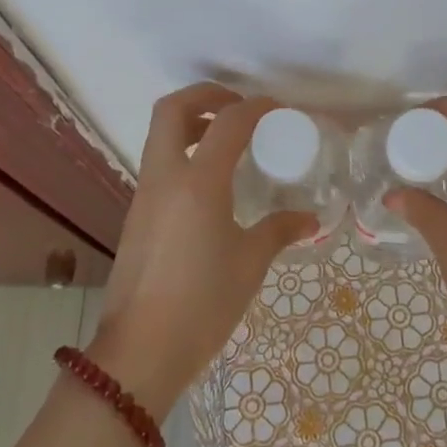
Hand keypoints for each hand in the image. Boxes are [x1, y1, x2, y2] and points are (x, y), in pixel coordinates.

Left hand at [87, 84, 316, 418]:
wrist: (141, 351)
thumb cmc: (202, 303)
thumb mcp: (250, 264)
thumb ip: (279, 231)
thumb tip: (309, 220)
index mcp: (198, 182)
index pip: (228, 123)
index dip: (256, 107)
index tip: (279, 110)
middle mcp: (165, 177)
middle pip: (173, 109)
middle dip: (206, 96)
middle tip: (239, 108)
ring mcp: (145, 195)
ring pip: (160, 136)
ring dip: (192, 124)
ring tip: (229, 142)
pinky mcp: (137, 215)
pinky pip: (159, 165)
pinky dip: (184, 153)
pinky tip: (212, 185)